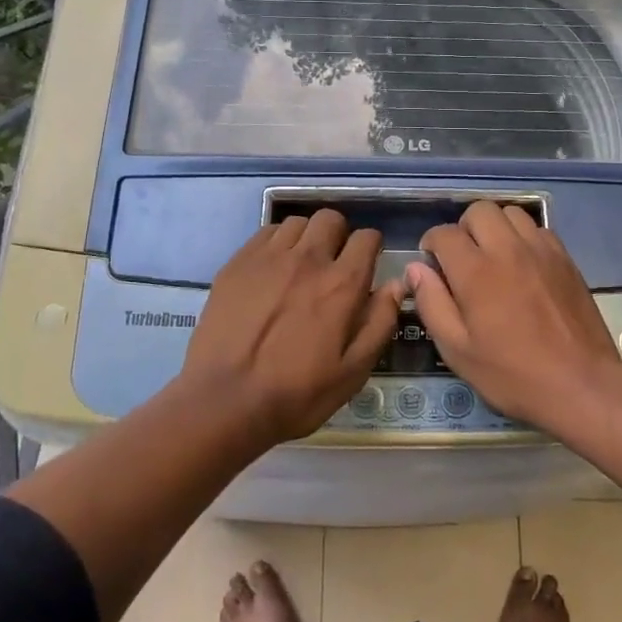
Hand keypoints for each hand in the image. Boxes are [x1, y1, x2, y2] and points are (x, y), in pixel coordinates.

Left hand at [183, 210, 404, 444]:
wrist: (225, 402)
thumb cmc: (297, 394)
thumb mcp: (353, 371)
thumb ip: (379, 323)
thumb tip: (397, 284)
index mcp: (342, 284)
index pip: (367, 238)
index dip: (371, 248)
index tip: (365, 266)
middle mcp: (308, 259)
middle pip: (330, 219)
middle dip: (338, 235)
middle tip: (333, 264)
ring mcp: (268, 258)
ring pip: (297, 223)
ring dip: (306, 238)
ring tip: (300, 266)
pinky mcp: (237, 263)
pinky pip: (264, 233)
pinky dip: (276, 243)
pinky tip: (271, 270)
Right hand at [406, 202, 621, 429]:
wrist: (580, 383)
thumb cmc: (512, 373)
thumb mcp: (458, 350)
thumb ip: (432, 304)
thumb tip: (416, 269)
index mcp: (475, 272)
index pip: (444, 234)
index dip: (431, 244)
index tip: (432, 263)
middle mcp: (507, 249)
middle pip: (479, 211)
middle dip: (463, 228)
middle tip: (463, 258)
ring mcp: (540, 250)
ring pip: (510, 213)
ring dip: (495, 228)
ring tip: (493, 256)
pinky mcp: (565, 258)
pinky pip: (537, 229)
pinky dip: (523, 237)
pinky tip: (523, 265)